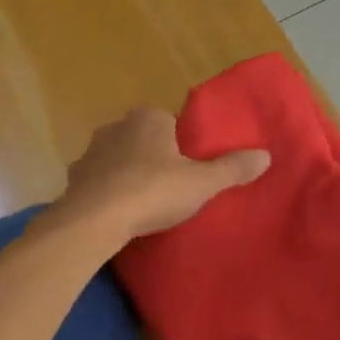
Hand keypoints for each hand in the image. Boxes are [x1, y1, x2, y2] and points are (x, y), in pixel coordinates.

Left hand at [57, 107, 268, 241]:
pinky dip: (108, 192)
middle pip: (143, 138)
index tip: (190, 167)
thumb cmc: (153, 192)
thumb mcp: (202, 183)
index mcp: (148, 119)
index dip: (182, 143)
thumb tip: (266, 155)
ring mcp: (90, 152)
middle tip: (172, 186)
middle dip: (155, 156)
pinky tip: (120, 213)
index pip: (170, 121)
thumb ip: (233, 168)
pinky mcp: (74, 180)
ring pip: (118, 158)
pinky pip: (99, 181)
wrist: (94, 221)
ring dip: (129, 173)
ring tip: (146, 202)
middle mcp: (116, 127)